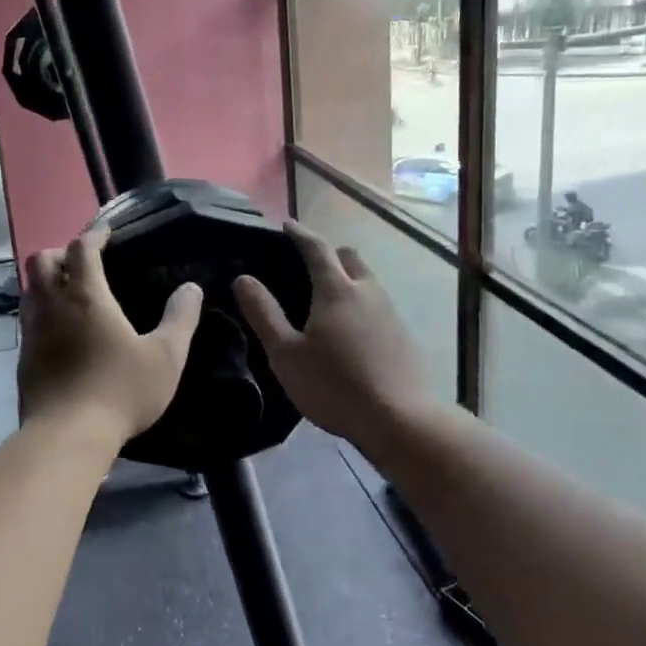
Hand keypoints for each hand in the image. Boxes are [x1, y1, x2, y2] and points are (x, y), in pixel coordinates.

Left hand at [18, 225, 203, 452]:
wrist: (67, 436)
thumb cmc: (120, 390)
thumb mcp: (166, 356)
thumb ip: (181, 319)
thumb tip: (192, 288)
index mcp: (86, 295)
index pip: (81, 248)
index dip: (94, 235)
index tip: (106, 234)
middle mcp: (52, 305)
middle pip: (41, 260)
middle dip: (61, 252)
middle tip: (83, 263)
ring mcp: (32, 331)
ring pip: (29, 289)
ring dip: (46, 281)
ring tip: (69, 292)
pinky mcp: (23, 357)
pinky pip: (27, 319)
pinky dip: (41, 311)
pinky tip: (59, 330)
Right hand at [233, 222, 433, 450]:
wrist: (400, 420)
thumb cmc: (334, 384)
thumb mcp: (286, 353)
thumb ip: (263, 313)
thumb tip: (243, 279)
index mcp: (336, 289)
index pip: (316, 247)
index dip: (300, 233)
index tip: (287, 225)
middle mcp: (367, 291)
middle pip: (349, 257)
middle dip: (328, 253)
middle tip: (306, 263)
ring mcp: (389, 312)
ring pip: (367, 280)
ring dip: (346, 278)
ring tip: (325, 298)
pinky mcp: (402, 335)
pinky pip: (377, 304)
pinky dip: (359, 303)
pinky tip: (349, 329)